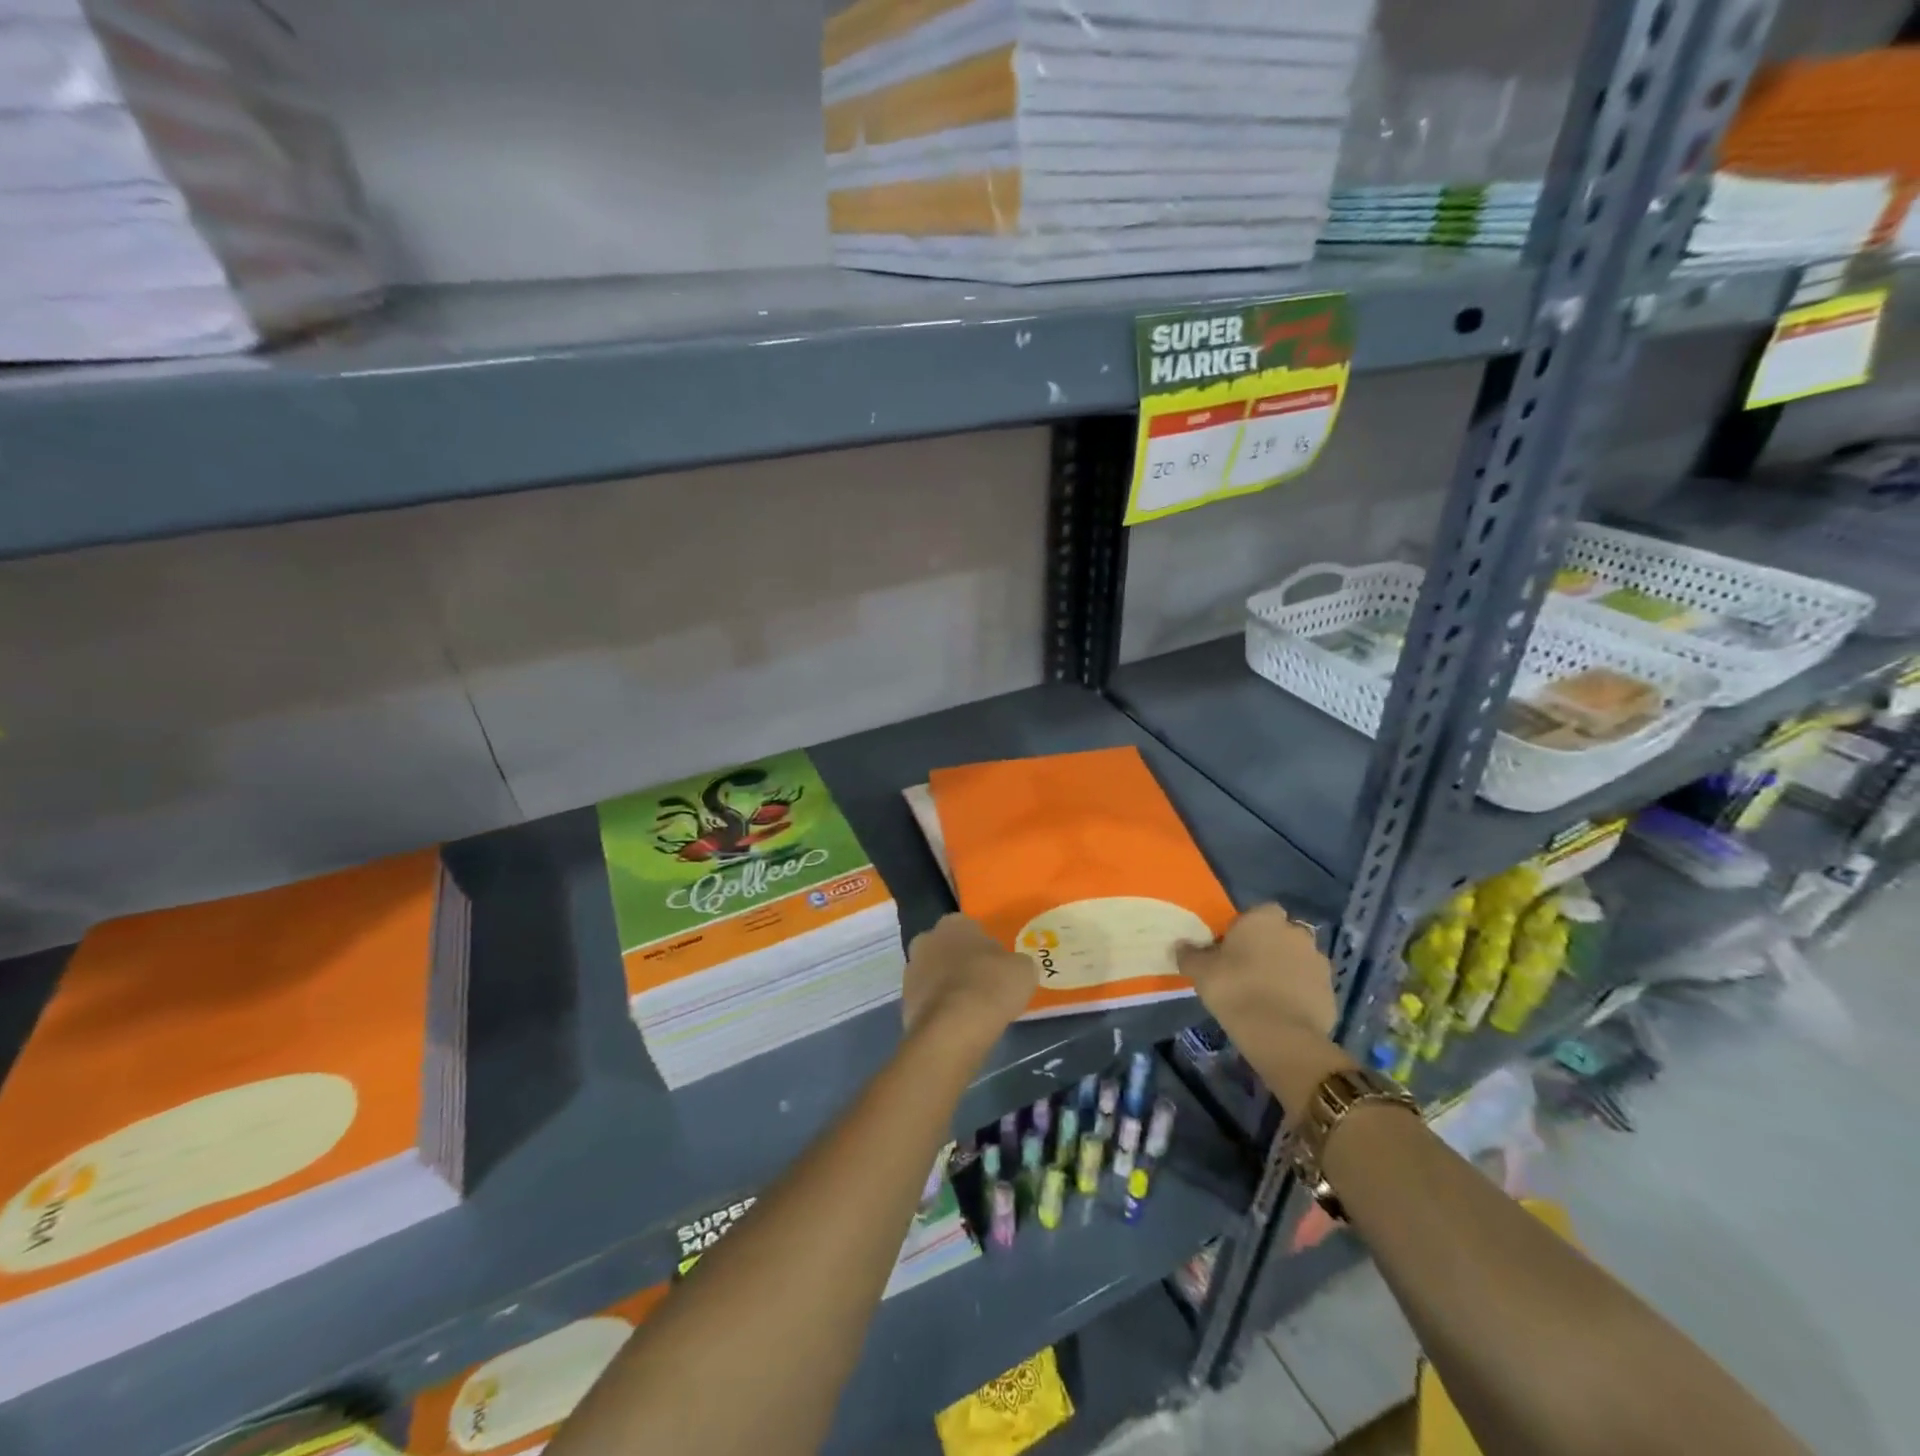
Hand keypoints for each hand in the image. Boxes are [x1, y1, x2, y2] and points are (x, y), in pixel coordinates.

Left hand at [902, 914, 1037, 1052]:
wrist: (954, 1027)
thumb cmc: (992, 986)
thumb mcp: (1023, 969)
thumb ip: (1014, 962)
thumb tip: (1010, 967)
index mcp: (954, 923)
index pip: (969, 928)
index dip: (983, 947)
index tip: (995, 965)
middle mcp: (927, 939)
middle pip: (946, 948)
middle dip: (958, 962)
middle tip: (981, 984)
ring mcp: (911, 970)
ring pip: (933, 974)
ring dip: (946, 986)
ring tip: (969, 1008)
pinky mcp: (904, 1001)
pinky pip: (927, 1001)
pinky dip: (939, 1009)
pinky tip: (956, 1023)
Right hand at [1176, 904, 1336, 1042]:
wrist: (1280, 1034)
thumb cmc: (1235, 990)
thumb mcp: (1201, 971)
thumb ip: (1190, 954)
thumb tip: (1181, 945)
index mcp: (1264, 919)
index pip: (1258, 912)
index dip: (1246, 929)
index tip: (1233, 948)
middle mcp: (1296, 932)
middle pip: (1281, 934)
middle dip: (1270, 946)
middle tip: (1249, 970)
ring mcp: (1318, 961)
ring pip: (1298, 959)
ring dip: (1287, 969)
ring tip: (1267, 993)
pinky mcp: (1331, 990)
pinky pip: (1310, 985)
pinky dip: (1300, 993)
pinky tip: (1283, 1011)